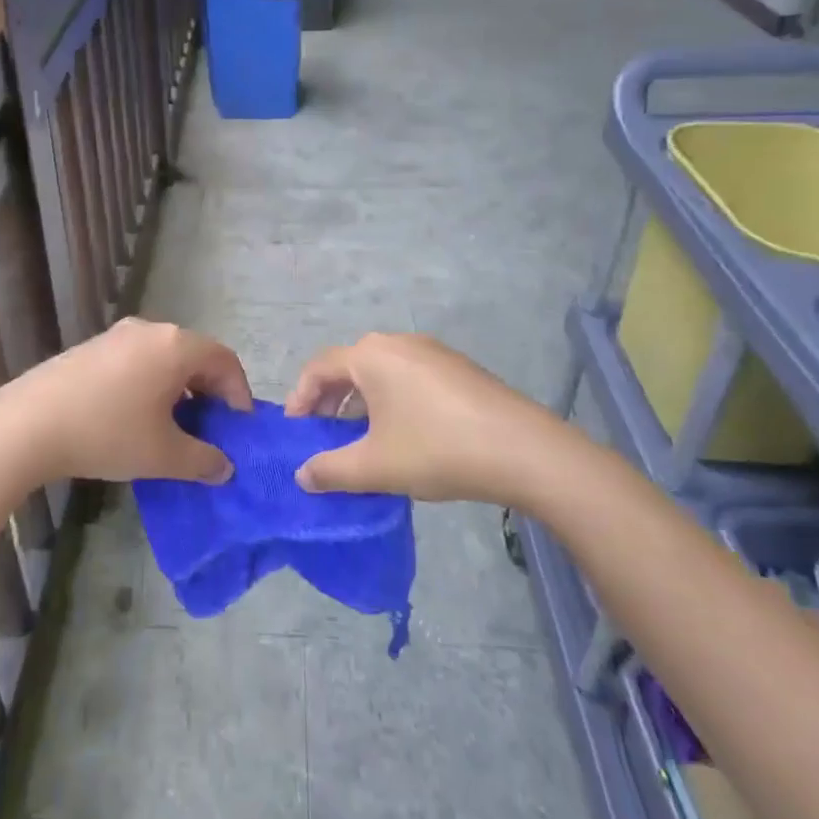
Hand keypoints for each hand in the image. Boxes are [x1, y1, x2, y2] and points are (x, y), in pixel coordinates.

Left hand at [0, 318, 251, 486]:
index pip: (224, 360)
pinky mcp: (90, 348)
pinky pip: (136, 361)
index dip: (239, 393)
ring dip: (178, 388)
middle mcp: (149, 330)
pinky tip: (135, 416)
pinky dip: (149, 384)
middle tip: (210, 427)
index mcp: (175, 346)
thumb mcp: (163, 454)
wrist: (28, 424)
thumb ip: (203, 460)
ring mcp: (116, 336)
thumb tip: (224, 467)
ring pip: (163, 358)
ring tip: (174, 425)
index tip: (238, 426)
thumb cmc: (108, 433)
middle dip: (209, 391)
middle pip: (194, 355)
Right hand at [284, 332, 571, 505]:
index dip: (300, 397)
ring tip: (361, 438)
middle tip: (323, 434)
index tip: (295, 430)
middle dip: (330, 400)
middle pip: (350, 366)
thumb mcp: (375, 466)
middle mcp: (398, 343)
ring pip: (381, 372)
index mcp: (371, 356)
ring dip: (362, 402)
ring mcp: (432, 352)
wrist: (524, 450)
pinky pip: (409, 378)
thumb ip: (330, 470)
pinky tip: (404, 435)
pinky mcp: (458, 368)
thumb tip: (302, 475)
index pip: (318, 368)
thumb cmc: (436, 449)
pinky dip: (392, 400)